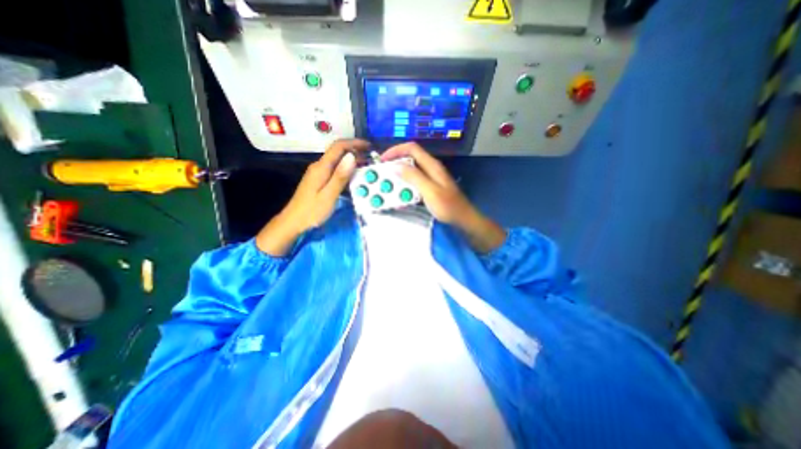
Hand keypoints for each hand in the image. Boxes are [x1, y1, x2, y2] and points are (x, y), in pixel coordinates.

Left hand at [257, 139, 367, 254]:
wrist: (293, 222)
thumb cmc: (312, 211)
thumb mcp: (329, 195)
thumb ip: (340, 176)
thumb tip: (352, 156)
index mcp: (321, 167)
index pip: (338, 147)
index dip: (354, 143)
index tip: (369, 146)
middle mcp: (319, 166)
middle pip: (338, 152)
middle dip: (355, 151)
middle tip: (371, 158)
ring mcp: (318, 173)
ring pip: (337, 160)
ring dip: (351, 160)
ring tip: (366, 166)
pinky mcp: (319, 180)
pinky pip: (335, 169)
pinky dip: (346, 169)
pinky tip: (354, 176)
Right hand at [382, 143, 506, 253]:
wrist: (463, 219)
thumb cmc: (448, 206)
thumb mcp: (430, 191)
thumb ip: (414, 177)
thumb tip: (396, 165)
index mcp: (432, 165)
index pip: (412, 148)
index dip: (396, 150)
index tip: (383, 160)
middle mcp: (431, 168)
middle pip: (410, 158)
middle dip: (395, 163)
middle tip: (383, 174)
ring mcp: (431, 177)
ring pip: (411, 170)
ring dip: (399, 175)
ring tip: (389, 184)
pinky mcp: (430, 186)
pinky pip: (415, 181)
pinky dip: (405, 184)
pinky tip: (401, 193)